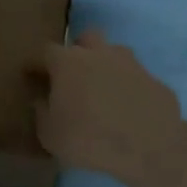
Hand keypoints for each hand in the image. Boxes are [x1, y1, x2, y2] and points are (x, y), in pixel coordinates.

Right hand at [35, 30, 186, 186]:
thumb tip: (41, 100)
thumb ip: (42, 113)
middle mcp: (99, 54)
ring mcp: (131, 64)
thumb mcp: (50, 135)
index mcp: (68, 62)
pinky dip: (129, 89)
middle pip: (86, 38)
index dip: (36, 64)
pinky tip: (129, 109)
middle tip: (73, 75)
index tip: (31, 75)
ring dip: (106, 66)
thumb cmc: (89, 139)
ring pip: (115, 53)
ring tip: (103, 91)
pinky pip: (136, 79)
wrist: (149, 147)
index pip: (44, 52)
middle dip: (78, 50)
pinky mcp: (154, 80)